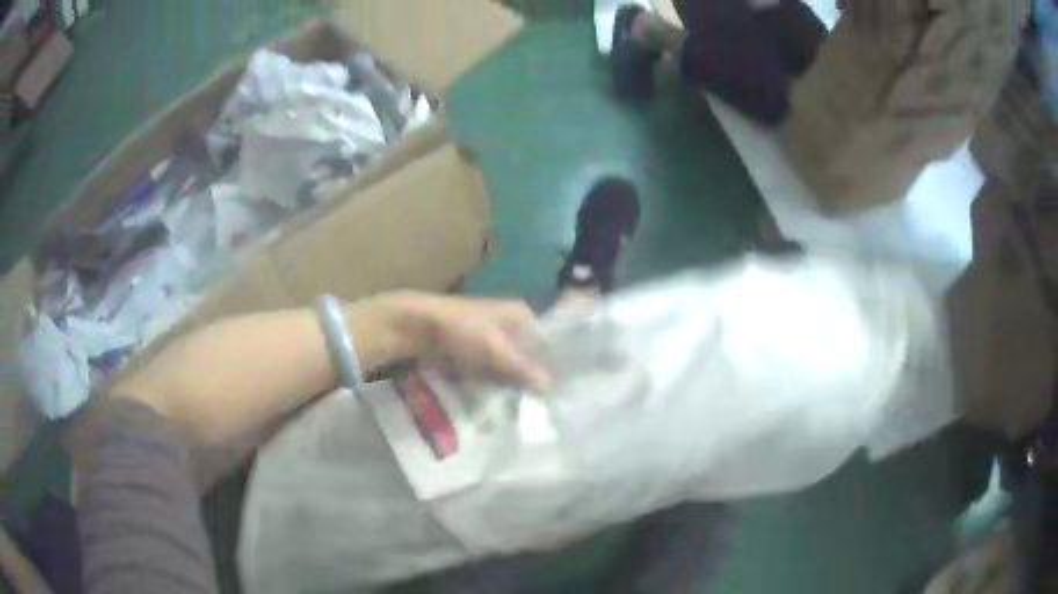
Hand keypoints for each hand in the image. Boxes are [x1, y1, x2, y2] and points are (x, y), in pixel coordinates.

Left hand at [381, 293, 552, 390]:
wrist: (418, 326)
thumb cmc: (462, 329)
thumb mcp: (496, 349)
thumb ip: (523, 368)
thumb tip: (550, 387)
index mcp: (521, 315)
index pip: (546, 343)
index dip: (550, 366)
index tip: (555, 392)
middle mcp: (509, 324)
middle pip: (528, 356)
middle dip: (530, 378)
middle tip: (538, 405)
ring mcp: (490, 338)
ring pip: (509, 366)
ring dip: (511, 384)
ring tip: (521, 408)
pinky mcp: (474, 352)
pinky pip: (491, 371)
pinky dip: (494, 384)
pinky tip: (499, 401)